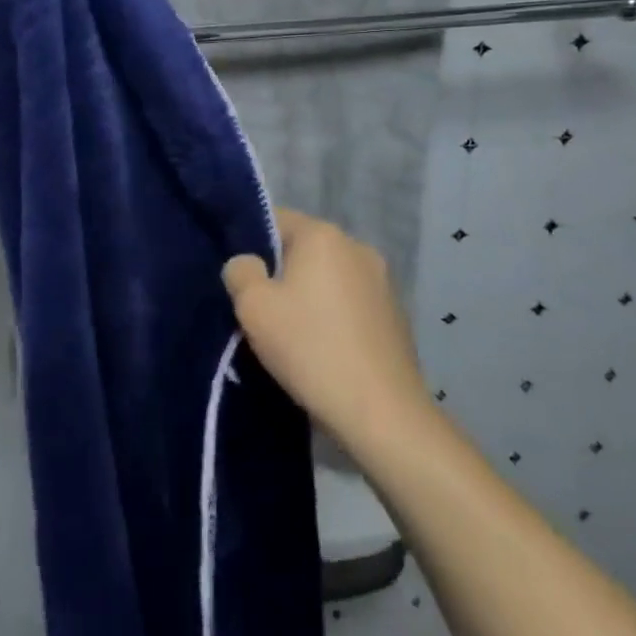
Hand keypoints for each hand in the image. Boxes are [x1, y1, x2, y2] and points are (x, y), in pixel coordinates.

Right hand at [222, 209, 428, 453]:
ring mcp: (382, 281)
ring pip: (327, 278)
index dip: (250, 246)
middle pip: (302, 249)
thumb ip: (240, 271)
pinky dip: (333, 317)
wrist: (382, 415)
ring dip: (308, 297)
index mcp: (323, 234)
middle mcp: (356, 246)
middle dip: (280, 274)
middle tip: (261, 312)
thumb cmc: (310, 349)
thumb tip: (248, 264)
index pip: (274, 220)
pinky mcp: (396, 315)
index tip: (241, 281)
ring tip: (292, 336)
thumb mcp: (253, 307)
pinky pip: (350, 303)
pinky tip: (323, 350)